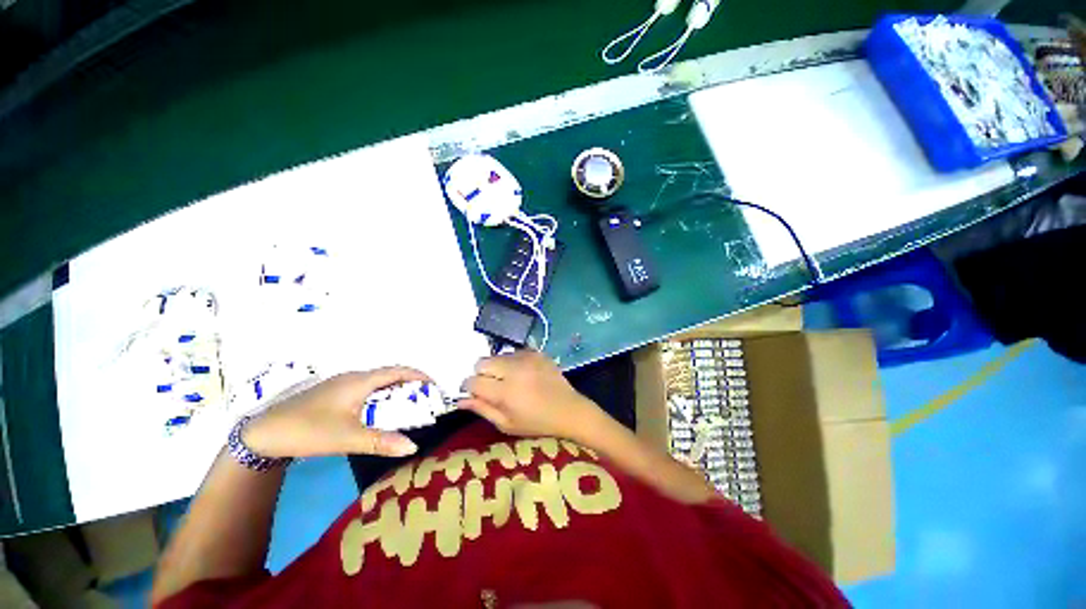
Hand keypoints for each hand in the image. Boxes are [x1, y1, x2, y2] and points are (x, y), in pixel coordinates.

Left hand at [241, 367, 427, 458]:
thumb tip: (414, 447)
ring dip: (394, 392)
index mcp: (359, 381)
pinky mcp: (332, 395)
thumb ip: (381, 442)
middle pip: (389, 375)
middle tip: (424, 400)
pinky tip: (379, 413)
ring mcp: (341, 385)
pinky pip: (365, 390)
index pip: (398, 371)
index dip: (419, 376)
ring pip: (376, 383)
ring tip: (407, 407)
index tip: (435, 387)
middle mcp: (353, 378)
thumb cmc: (307, 430)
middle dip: (410, 385)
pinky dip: (380, 397)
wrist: (261, 434)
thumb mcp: (347, 438)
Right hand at [461, 351, 602, 442]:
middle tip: (492, 386)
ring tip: (509, 380)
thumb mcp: (506, 424)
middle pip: (482, 362)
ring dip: (497, 366)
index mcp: (505, 392)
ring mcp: (527, 358)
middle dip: (481, 373)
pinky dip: (512, 361)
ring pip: (497, 355)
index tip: (474, 392)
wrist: (569, 409)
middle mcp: (513, 370)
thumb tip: (460, 399)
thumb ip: (482, 409)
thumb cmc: (536, 423)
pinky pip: (514, 352)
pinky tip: (522, 373)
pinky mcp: (536, 352)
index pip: (472, 380)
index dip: (469, 387)